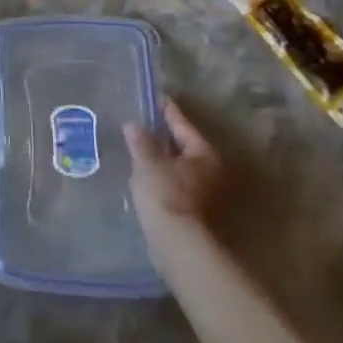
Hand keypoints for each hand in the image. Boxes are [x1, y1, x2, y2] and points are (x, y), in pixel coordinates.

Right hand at [125, 100, 226, 250]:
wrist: (177, 245)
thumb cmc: (165, 194)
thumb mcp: (148, 162)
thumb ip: (140, 141)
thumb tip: (134, 125)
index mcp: (203, 153)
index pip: (182, 124)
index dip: (167, 110)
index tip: (156, 97)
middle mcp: (209, 170)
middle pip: (183, 145)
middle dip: (163, 136)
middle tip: (141, 121)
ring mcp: (203, 192)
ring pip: (178, 165)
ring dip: (160, 157)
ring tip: (136, 147)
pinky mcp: (191, 210)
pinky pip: (173, 182)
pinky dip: (160, 175)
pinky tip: (142, 173)